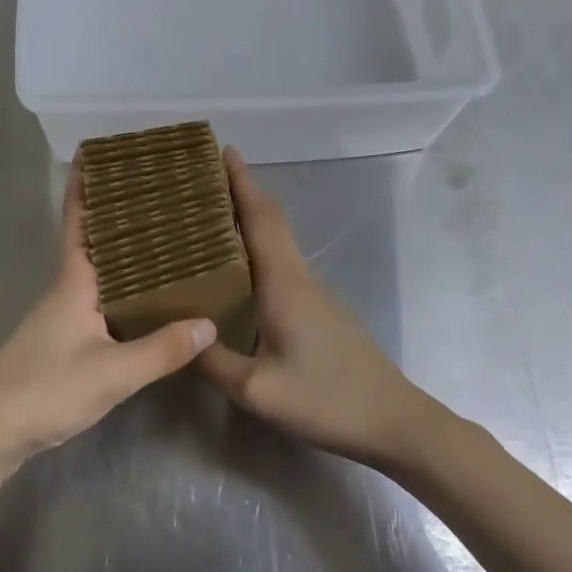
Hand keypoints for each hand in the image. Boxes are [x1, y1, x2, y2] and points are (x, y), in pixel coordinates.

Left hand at [0, 165, 217, 475]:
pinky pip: (100, 295)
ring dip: (123, 247)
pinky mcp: (65, 337)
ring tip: (164, 234)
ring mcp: (63, 313)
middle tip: (157, 189)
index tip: (101, 151)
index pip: (80, 220)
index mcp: (73, 280)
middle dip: (117, 211)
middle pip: (93, 238)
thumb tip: (209, 322)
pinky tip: (146, 295)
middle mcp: (67, 287)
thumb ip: (160, 350)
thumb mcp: (111, 373)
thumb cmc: (46, 390)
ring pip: (98, 267)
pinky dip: (122, 283)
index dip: (87, 185)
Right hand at [196, 149, 441, 466]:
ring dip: (247, 219)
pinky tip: (235, 269)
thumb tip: (177, 336)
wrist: (395, 422)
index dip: (241, 181)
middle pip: (269, 220)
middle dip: (239, 192)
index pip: (260, 217)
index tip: (221, 149)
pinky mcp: (317, 309)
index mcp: (283, 282)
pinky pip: (280, 263)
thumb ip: (213, 362)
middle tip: (200, 180)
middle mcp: (298, 276)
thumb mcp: (258, 391)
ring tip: (207, 218)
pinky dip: (256, 248)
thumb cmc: (328, 399)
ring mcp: (311, 292)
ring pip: (276, 241)